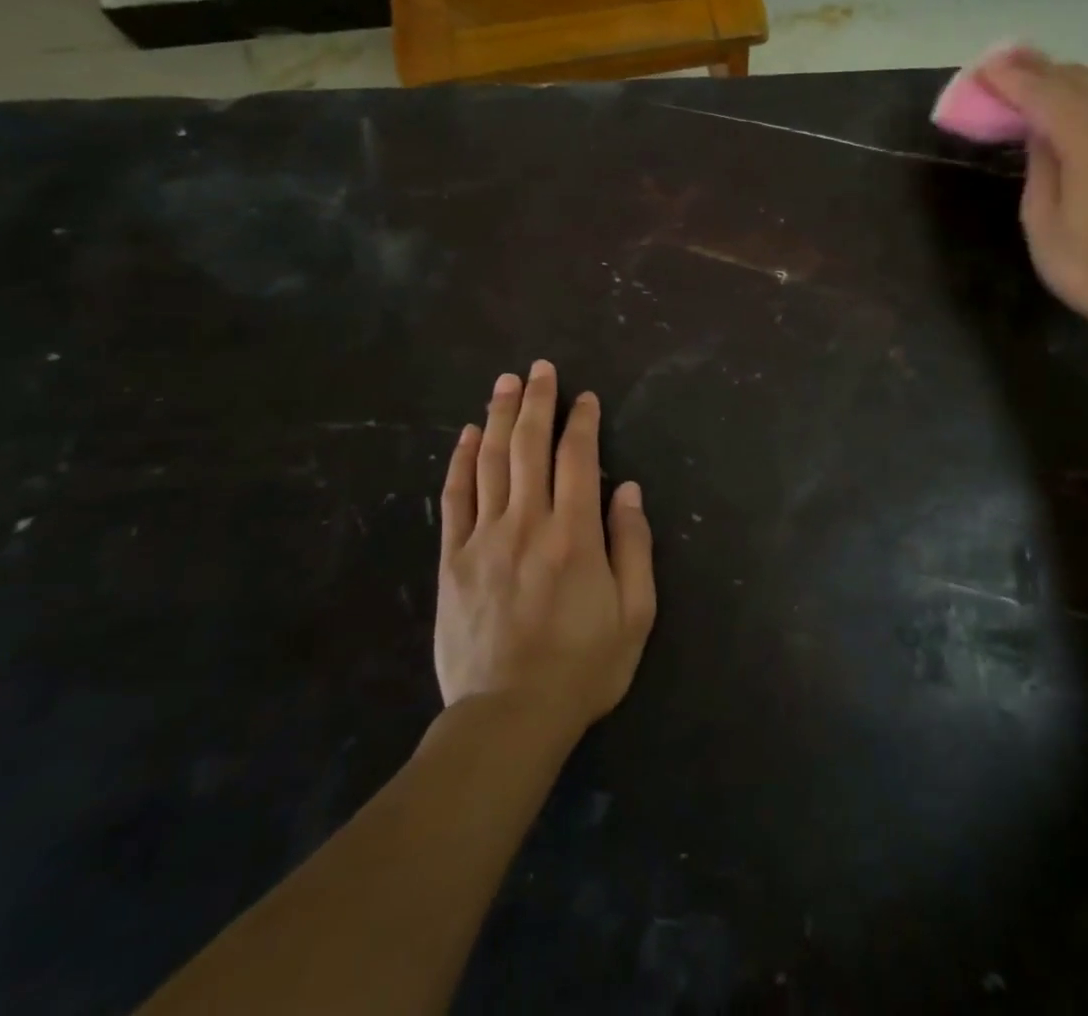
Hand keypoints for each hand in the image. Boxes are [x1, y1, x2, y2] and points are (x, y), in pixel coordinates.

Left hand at [436, 362, 655, 739]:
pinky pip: (455, 499)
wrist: (507, 718)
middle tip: (540, 369)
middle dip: (537, 402)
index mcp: (575, 534)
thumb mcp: (635, 614)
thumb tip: (625, 489)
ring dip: (499, 417)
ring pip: (491, 462)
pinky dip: (461, 462)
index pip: (577, 459)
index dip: (581, 422)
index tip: (584, 396)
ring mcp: (484, 539)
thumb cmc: (582, 667)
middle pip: (530, 447)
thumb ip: (633, 546)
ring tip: (505, 383)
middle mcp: (527, 523)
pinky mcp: (453, 560)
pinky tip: (467, 435)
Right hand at [978, 46, 1087, 339]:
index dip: (1011, 78)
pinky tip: (1069, 122)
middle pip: (1077, 80)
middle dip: (1037, 68)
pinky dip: (1084, 106)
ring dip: (1061, 85)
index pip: (1045, 93)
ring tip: (1029, 86)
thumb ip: (1040, 168)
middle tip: (1001, 65)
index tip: (983, 68)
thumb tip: (1040, 135)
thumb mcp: (1043, 222)